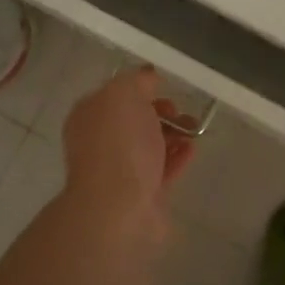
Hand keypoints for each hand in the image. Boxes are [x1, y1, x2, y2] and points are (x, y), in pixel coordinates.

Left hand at [60, 67, 196, 222]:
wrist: (118, 207)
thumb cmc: (119, 144)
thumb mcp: (124, 95)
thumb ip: (137, 81)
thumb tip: (148, 77)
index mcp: (89, 116)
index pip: (114, 95)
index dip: (140, 88)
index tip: (163, 88)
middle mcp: (100, 142)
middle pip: (133, 121)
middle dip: (160, 112)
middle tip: (180, 113)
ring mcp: (120, 171)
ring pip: (149, 146)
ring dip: (173, 134)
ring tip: (195, 130)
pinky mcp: (141, 195)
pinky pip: (162, 170)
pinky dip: (178, 157)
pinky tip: (193, 149)